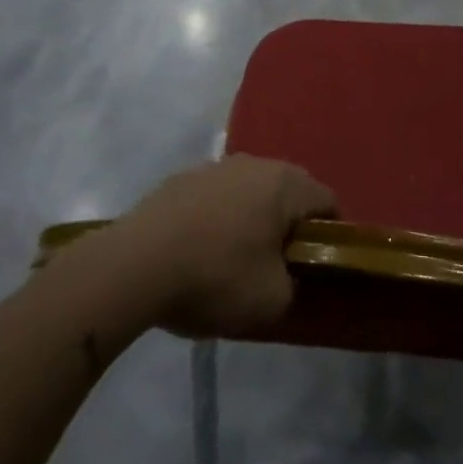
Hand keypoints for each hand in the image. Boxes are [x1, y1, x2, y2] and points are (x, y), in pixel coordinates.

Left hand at [108, 155, 335, 338]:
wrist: (133, 265)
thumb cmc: (215, 277)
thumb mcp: (272, 300)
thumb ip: (295, 285)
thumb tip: (288, 276)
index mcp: (285, 184)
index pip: (328, 202)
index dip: (329, 236)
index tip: (316, 267)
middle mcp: (254, 163)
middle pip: (288, 192)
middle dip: (288, 225)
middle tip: (278, 266)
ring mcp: (214, 167)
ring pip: (249, 191)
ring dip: (251, 218)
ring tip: (235, 261)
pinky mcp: (179, 179)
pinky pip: (215, 197)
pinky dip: (217, 218)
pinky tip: (199, 252)